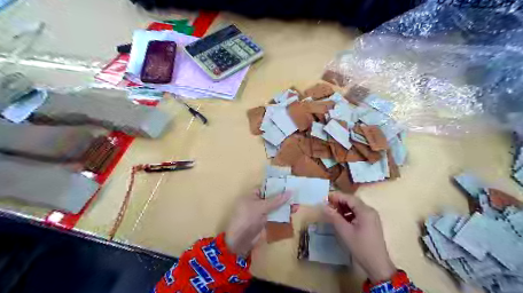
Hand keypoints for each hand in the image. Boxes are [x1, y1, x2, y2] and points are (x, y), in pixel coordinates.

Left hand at [224, 190, 290, 255]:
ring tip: (297, 205)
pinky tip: (292, 213)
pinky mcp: (264, 222)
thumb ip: (276, 200)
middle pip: (271, 198)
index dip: (276, 187)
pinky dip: (283, 215)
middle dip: (283, 197)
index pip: (265, 188)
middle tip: (296, 196)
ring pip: (275, 208)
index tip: (288, 185)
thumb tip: (290, 191)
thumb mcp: (261, 207)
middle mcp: (256, 203)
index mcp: (251, 196)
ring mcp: (260, 213)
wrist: (240, 241)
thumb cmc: (248, 218)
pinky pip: (275, 216)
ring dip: (285, 207)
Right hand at [323, 193, 396, 282]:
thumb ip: (334, 217)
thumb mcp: (345, 231)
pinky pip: (358, 213)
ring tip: (332, 212)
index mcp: (365, 211)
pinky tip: (341, 219)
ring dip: (343, 208)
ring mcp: (371, 217)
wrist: (377, 265)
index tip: (325, 198)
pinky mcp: (371, 223)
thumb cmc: (360, 247)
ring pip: (355, 207)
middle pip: (353, 201)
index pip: (349, 198)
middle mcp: (370, 211)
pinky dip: (349, 214)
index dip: (336, 196)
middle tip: (327, 205)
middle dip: (339, 202)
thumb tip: (324, 206)